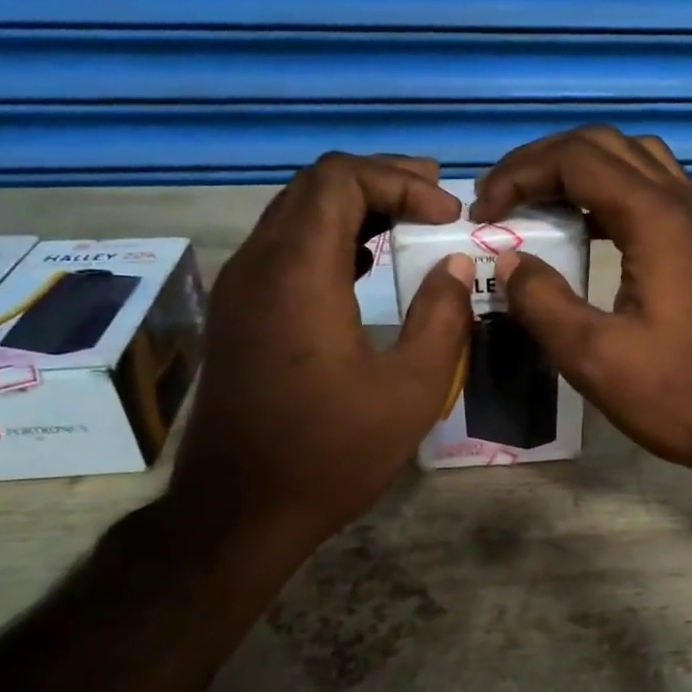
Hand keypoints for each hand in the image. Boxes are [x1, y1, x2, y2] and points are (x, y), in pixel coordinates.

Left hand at [171, 154, 474, 547]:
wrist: (239, 512)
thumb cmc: (331, 453)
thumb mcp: (411, 390)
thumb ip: (442, 317)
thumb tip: (453, 266)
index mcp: (298, 272)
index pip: (340, 179)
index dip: (400, 180)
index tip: (447, 213)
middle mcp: (258, 265)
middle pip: (315, 187)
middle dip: (380, 182)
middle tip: (435, 199)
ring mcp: (240, 289)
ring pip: (295, 214)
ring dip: (354, 208)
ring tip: (408, 222)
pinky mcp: (238, 315)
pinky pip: (283, 249)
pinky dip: (329, 239)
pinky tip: (366, 266)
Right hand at [473, 127, 691, 479]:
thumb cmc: (678, 393)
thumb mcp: (595, 356)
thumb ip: (543, 301)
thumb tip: (509, 261)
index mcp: (657, 219)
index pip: (576, 159)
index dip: (520, 175)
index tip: (483, 213)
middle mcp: (682, 203)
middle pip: (604, 145)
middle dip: (543, 161)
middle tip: (501, 199)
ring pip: (632, 160)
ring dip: (578, 170)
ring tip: (536, 205)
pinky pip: (650, 191)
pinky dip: (607, 193)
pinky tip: (582, 231)